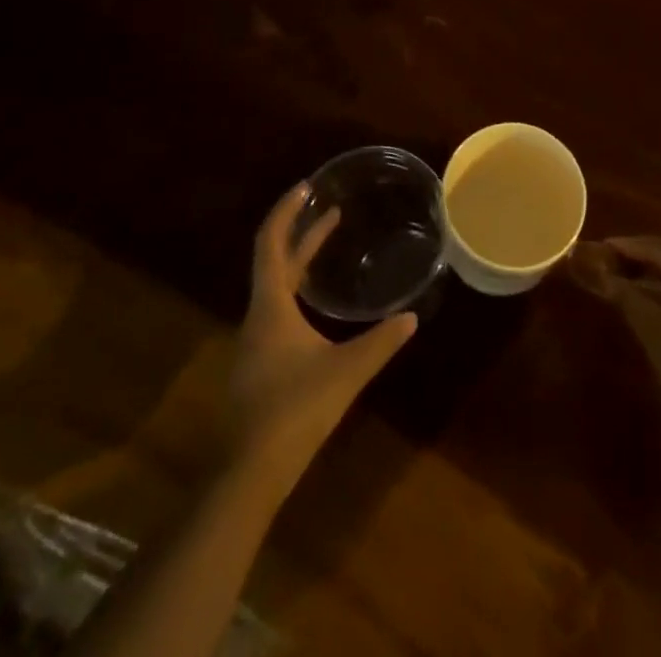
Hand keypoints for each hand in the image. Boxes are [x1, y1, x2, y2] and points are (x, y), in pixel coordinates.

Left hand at [226, 184, 417, 485]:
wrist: (248, 474)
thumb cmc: (294, 411)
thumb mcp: (346, 373)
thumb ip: (380, 343)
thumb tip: (412, 317)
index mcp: (271, 306)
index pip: (271, 242)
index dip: (286, 211)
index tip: (306, 187)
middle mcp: (258, 315)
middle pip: (275, 259)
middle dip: (301, 230)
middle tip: (329, 208)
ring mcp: (255, 340)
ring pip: (275, 283)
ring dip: (298, 258)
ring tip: (326, 243)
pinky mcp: (259, 361)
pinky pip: (276, 306)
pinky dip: (296, 286)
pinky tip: (316, 304)